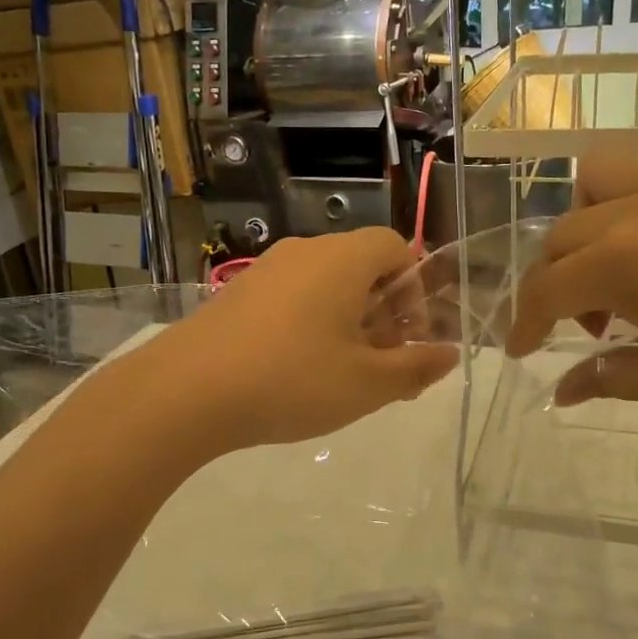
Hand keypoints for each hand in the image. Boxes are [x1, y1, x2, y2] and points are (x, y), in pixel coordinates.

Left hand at [142, 229, 457, 452]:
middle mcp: (305, 252)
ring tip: (342, 374)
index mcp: (343, 260)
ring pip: (325, 284)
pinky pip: (291, 297)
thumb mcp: (367, 384)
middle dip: (383, 312)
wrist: (186, 391)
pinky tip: (297, 372)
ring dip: (347, 321)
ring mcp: (265, 270)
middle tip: (381, 365)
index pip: (396, 247)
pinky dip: (310, 324)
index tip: (408, 337)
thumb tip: (450, 354)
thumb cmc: (292, 380)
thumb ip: (416, 367)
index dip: (414, 289)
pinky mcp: (237, 294)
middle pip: (361, 266)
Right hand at [506, 152, 637, 426]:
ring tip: (612, 263)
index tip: (522, 352)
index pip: (544, 291)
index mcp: (621, 265)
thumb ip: (603, 378)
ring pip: (597, 178)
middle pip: (561, 237)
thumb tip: (560, 394)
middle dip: (555, 284)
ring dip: (586, 220)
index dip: (525, 324)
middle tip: (590, 329)